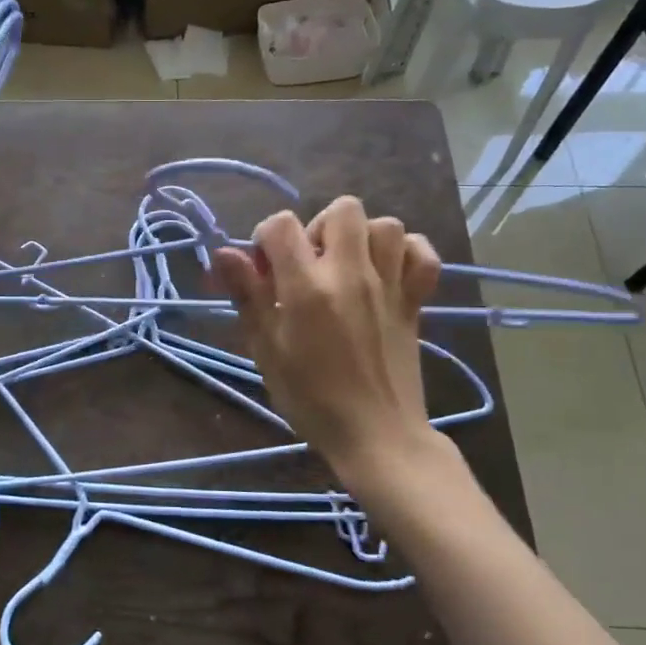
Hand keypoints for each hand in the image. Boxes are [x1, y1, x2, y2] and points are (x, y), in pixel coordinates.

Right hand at [211, 196, 443, 479]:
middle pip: (342, 210)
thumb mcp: (266, 349)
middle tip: (308, 264)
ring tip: (346, 266)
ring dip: (361, 237)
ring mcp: (389, 286)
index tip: (265, 270)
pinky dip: (407, 253)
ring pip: (385, 225)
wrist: (376, 435)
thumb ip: (247, 295)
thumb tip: (223, 253)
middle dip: (318, 227)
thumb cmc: (310, 398)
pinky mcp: (415, 301)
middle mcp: (351, 275)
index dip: (266, 238)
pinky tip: (387, 271)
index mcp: (307, 288)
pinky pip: (422, 254)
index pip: (281, 225)